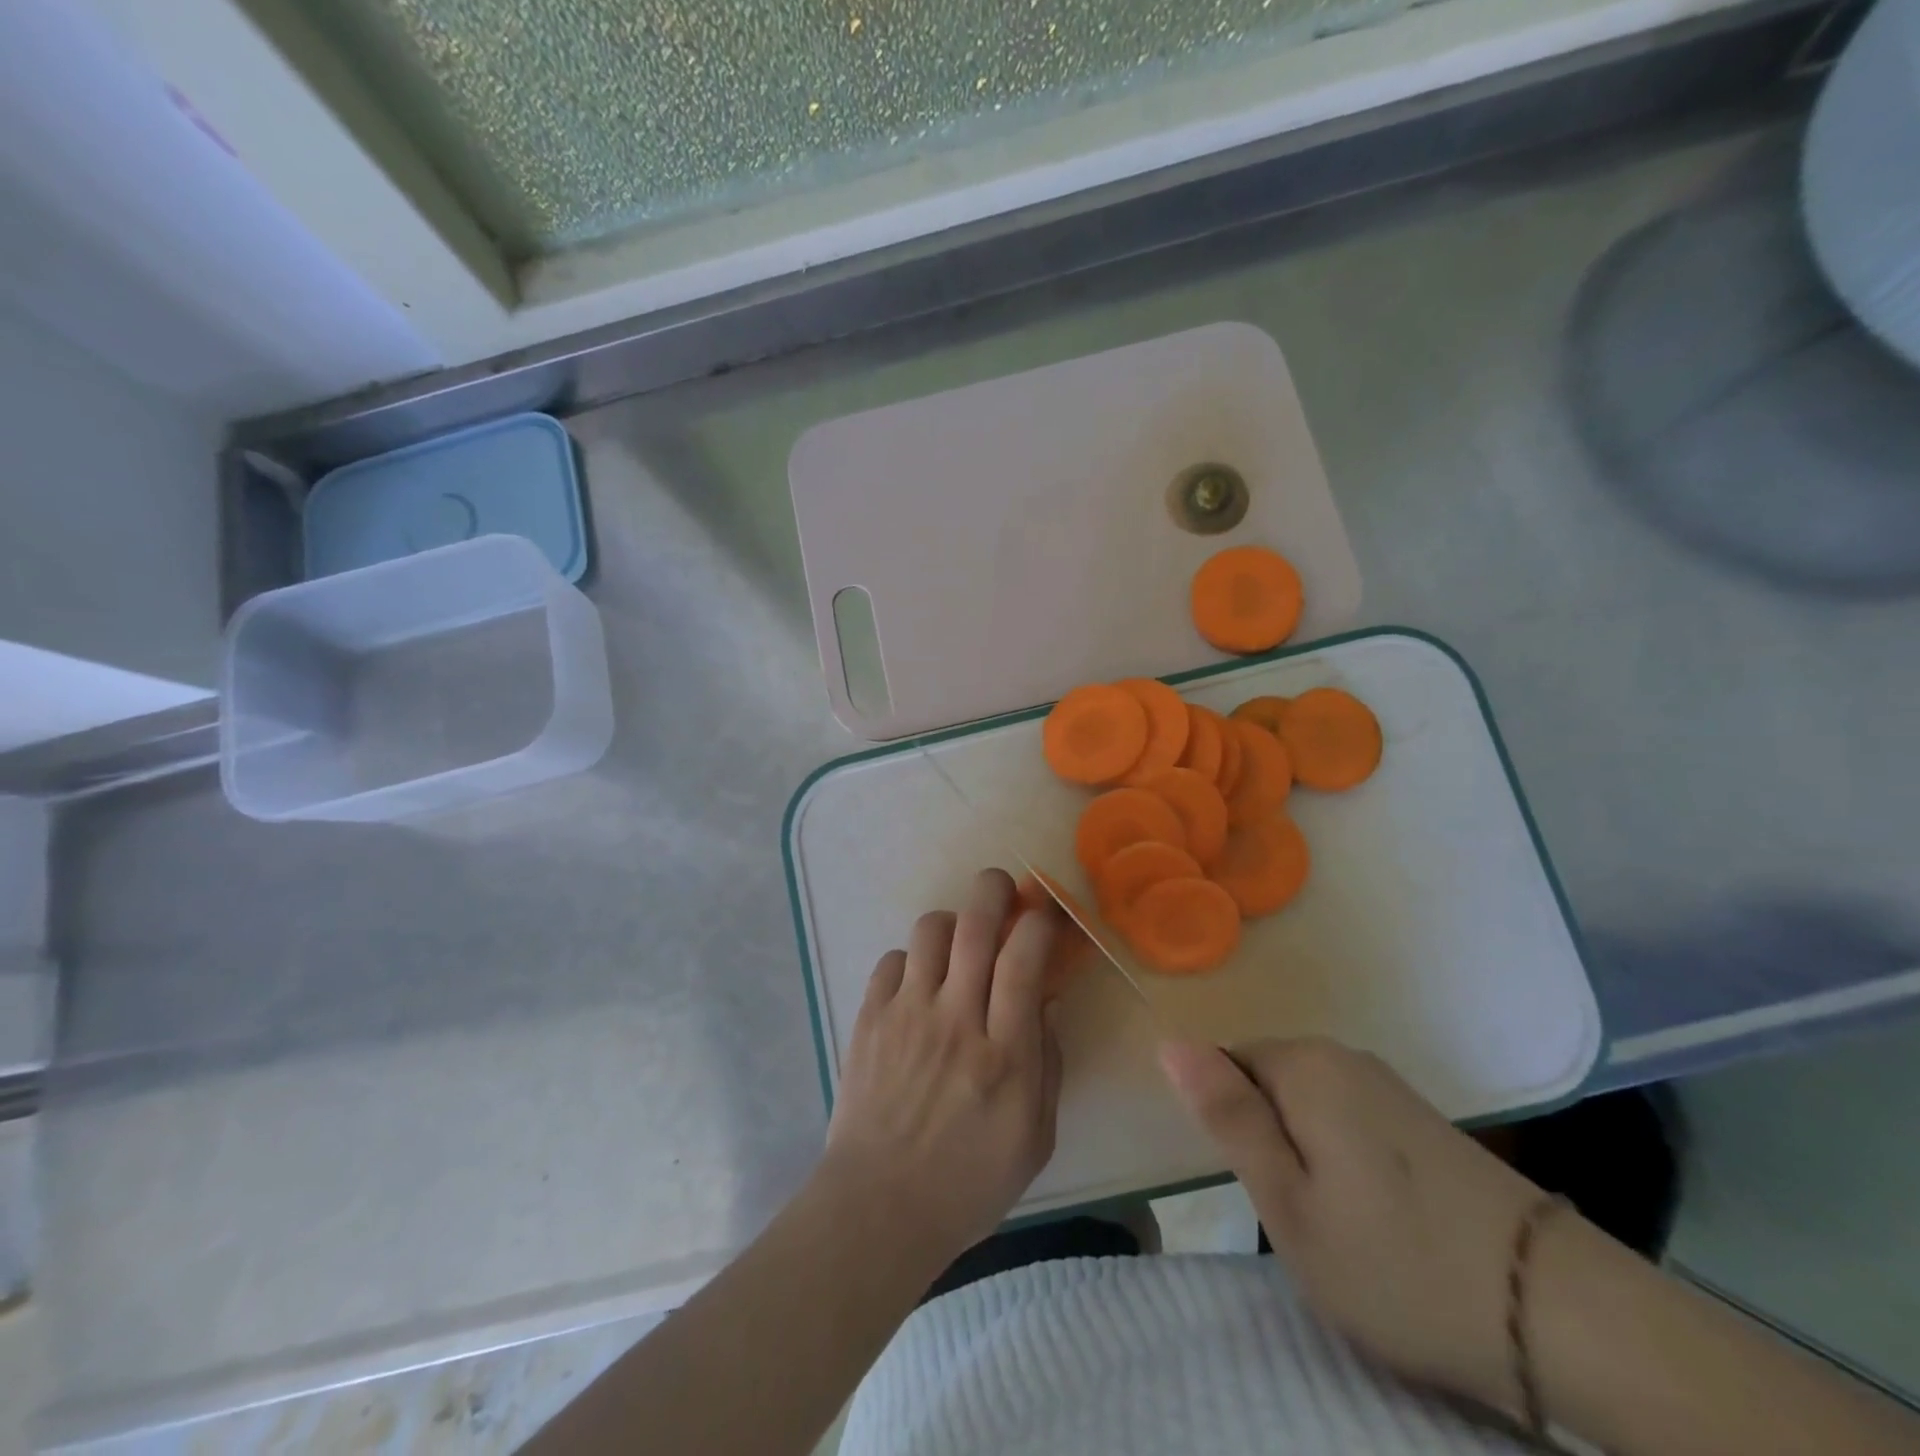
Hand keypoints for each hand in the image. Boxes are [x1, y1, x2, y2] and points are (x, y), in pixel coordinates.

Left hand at [823, 868, 1065, 1269]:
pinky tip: (919, 984)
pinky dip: (912, 960)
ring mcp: (906, 1015)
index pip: (1023, 959)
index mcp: (1003, 1054)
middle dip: (993, 890)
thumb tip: (1048, 1000)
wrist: (878, 1207)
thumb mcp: (1035, 1138)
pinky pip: (892, 959)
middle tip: (1002, 888)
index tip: (1047, 916)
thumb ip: (1049, 1064)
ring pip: (929, 930)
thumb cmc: (968, 1182)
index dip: (1040, 922)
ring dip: (952, 923)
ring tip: (959, 943)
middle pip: (974, 925)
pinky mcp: (869, 1019)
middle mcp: (954, 1020)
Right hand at [1160, 1037, 1544, 1414]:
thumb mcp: (1287, 1203)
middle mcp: (1343, 1056)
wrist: (1556, 1312)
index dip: (1230, 1128)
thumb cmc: (1396, 1261)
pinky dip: (1341, 1161)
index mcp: (1303, 1065)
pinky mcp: (1420, 1119)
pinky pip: (1347, 1121)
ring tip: (1336, 1226)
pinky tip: (1375, 1218)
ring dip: (1304, 1156)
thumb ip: (1227, 1116)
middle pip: (1266, 1083)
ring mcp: (1388, 1085)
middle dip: (1266, 1142)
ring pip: (1306, 1107)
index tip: (1258, 1188)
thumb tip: (1170, 1043)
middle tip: (1296, 1218)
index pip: (1225, 1066)